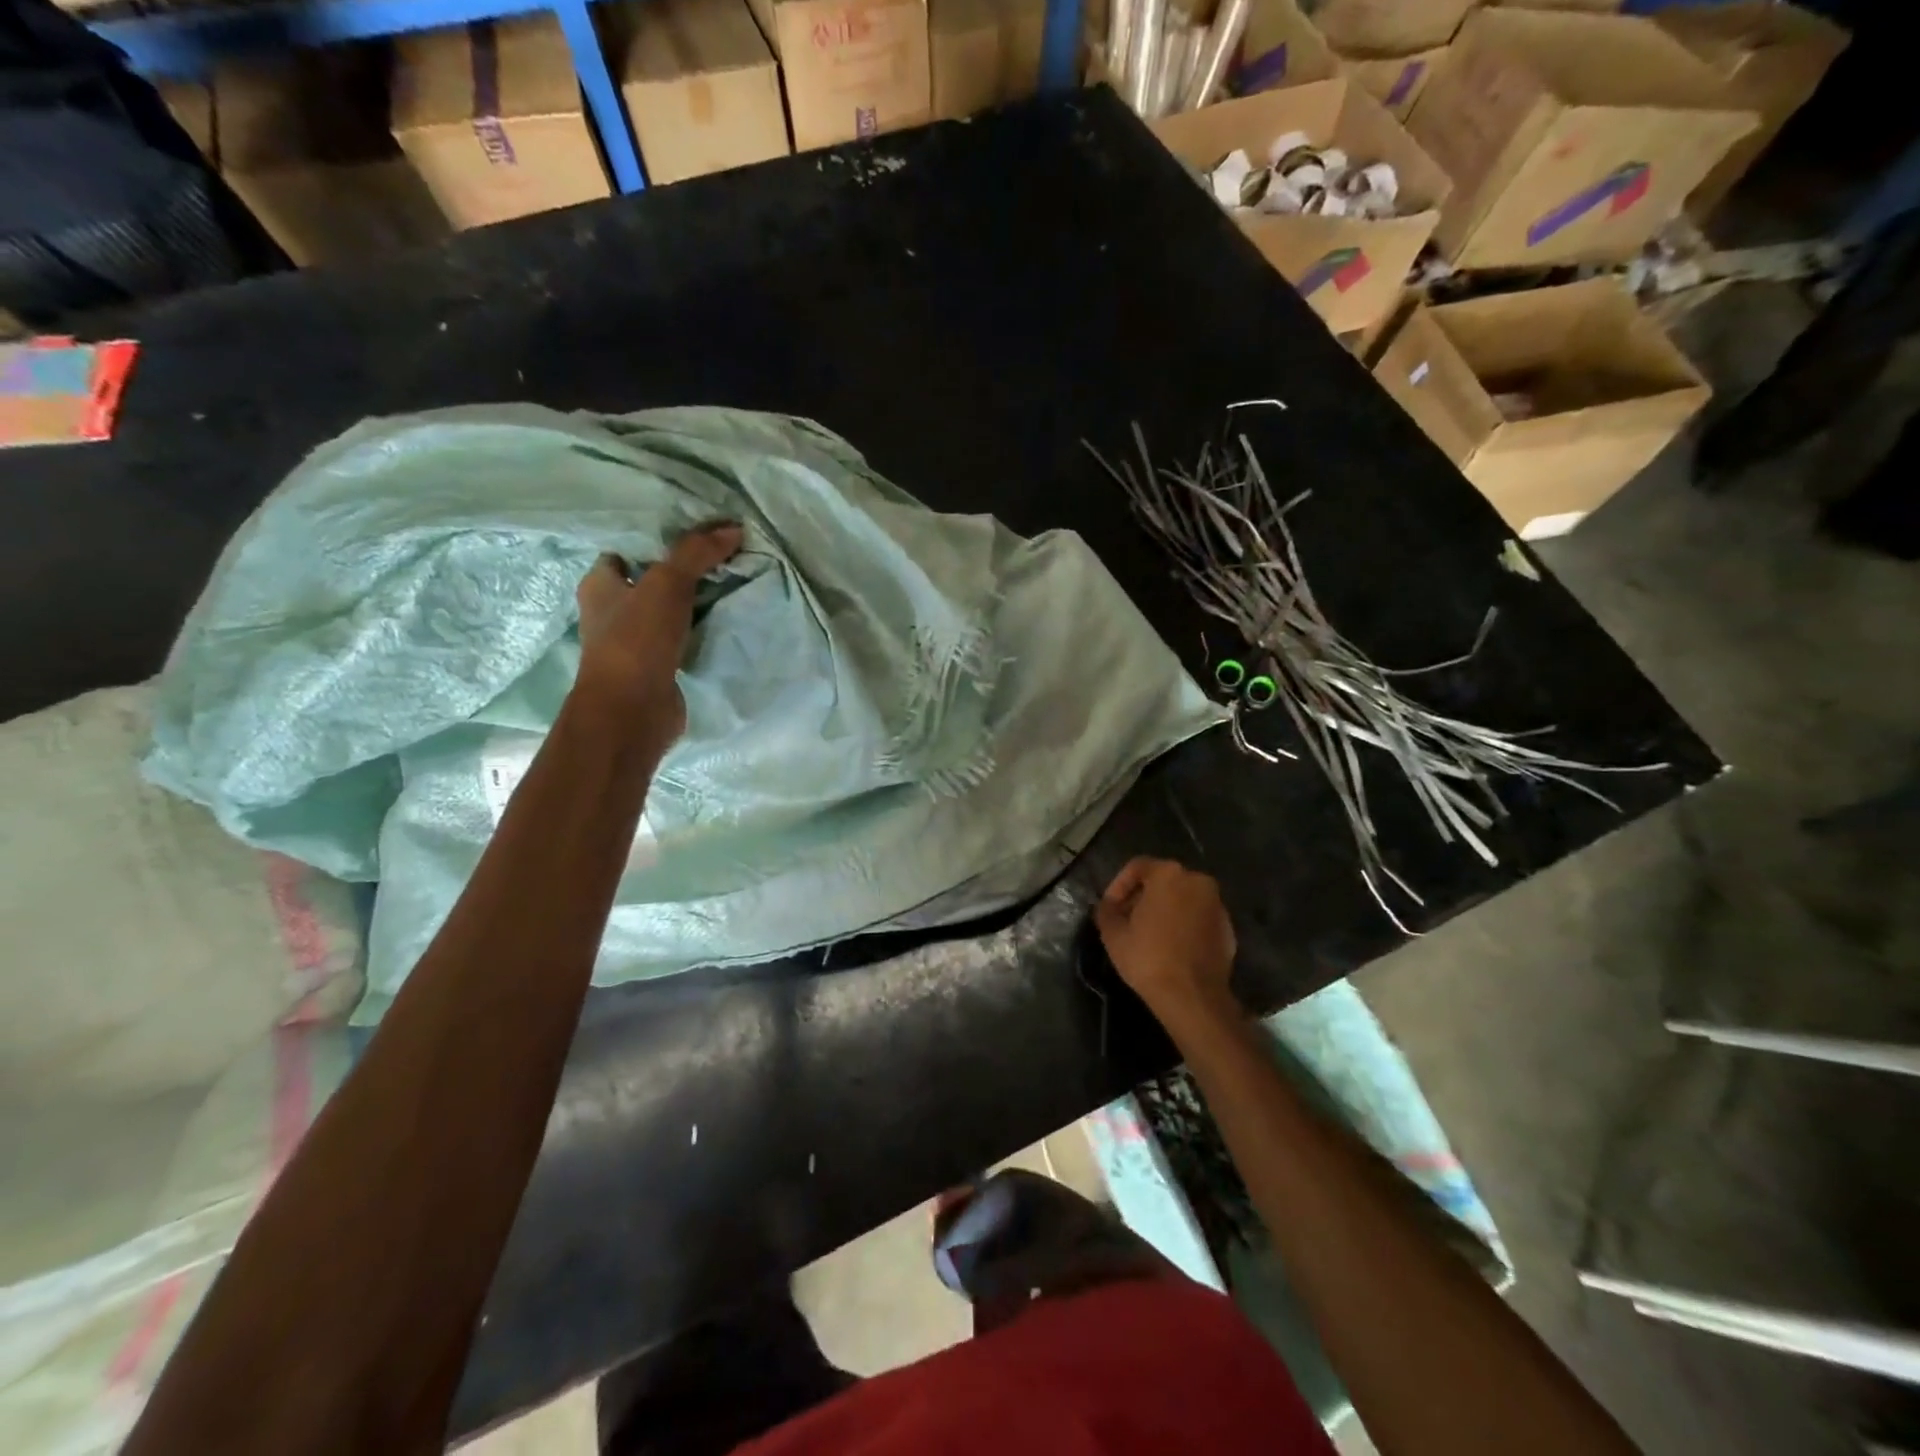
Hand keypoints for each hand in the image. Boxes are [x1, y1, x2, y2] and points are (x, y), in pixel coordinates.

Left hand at [573, 523, 743, 760]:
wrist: (633, 710)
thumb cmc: (637, 639)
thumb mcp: (667, 583)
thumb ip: (697, 552)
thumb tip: (733, 528)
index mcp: (600, 584)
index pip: (625, 551)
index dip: (655, 540)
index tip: (694, 535)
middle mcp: (612, 612)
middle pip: (650, 581)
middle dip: (681, 571)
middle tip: (720, 556)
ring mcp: (634, 643)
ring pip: (667, 612)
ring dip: (693, 603)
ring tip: (730, 583)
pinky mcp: (657, 668)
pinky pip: (681, 640)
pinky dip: (699, 631)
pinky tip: (724, 622)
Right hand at [1095, 857, 1238, 1024]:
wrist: (1193, 997)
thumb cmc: (1149, 957)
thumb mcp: (1113, 933)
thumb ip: (1106, 911)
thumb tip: (1107, 906)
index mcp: (1169, 874)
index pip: (1137, 867)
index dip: (1118, 886)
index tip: (1109, 908)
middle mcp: (1197, 881)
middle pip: (1162, 881)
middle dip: (1142, 897)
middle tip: (1126, 920)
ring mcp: (1217, 905)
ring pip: (1183, 899)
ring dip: (1164, 911)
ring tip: (1148, 936)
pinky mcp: (1228, 929)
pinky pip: (1198, 919)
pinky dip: (1184, 926)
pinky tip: (1171, 948)